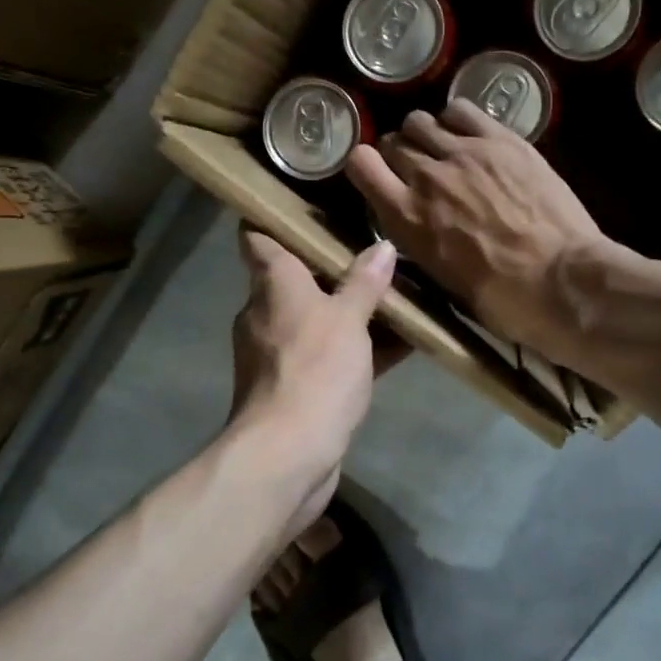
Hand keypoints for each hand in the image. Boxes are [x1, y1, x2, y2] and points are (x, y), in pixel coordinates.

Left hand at [230, 229, 398, 534]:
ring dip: (350, 311)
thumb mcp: (347, 320)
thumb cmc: (314, 370)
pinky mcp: (296, 388)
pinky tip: (400, 344)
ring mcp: (278, 354)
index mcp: (272, 285)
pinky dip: (357, 349)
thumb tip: (382, 247)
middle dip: (332, 267)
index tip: (310, 206)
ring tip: (397, 294)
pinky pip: (329, 356)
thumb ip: (364, 283)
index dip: (277, 218)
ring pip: (317, 319)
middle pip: (295, 278)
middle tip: (375, 251)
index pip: (260, 238)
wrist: (288, 454)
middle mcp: (266, 314)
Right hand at [346, 100, 609, 358]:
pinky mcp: (502, 140)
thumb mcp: (438, 276)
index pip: (360, 164)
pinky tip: (470, 137)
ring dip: (426, 135)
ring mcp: (466, 152)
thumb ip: (416, 236)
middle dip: (399, 155)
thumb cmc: (500, 298)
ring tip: (444, 152)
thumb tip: (415, 220)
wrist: (561, 280)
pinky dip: (456, 120)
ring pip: (422, 120)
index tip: (378, 177)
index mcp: (406, 217)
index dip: (365, 167)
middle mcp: (427, 176)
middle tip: (419, 172)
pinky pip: (462, 110)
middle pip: (393, 141)